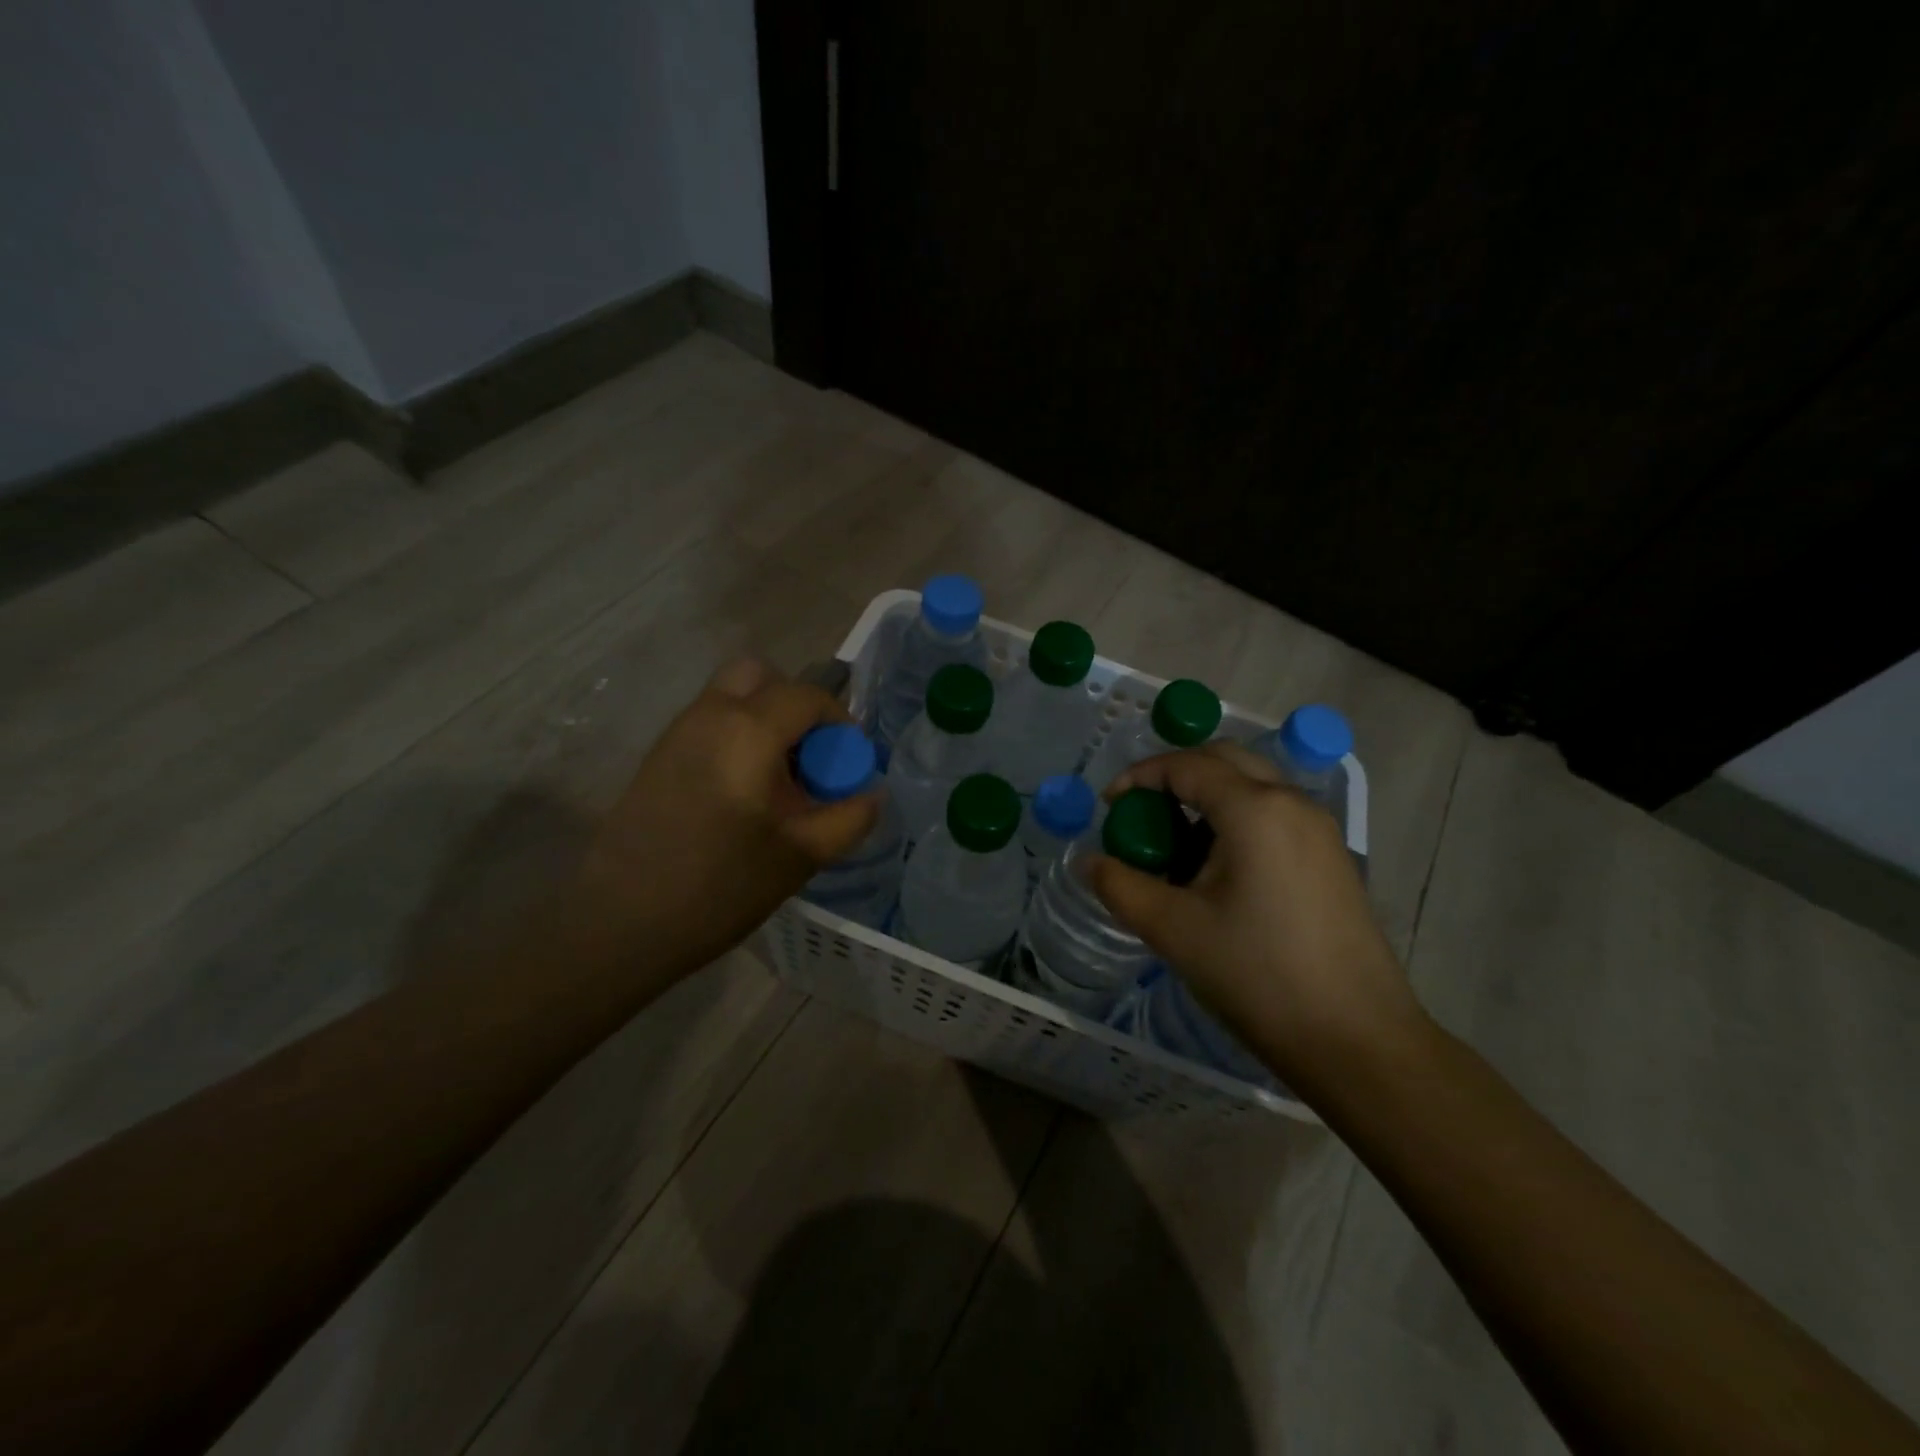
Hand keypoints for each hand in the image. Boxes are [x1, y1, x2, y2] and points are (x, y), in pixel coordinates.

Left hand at [560, 658, 880, 980]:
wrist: (621, 924)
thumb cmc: (719, 888)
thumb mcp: (802, 857)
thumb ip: (850, 818)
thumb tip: (872, 793)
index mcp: (748, 731)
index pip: (808, 696)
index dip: (839, 722)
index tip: (847, 764)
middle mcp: (709, 715)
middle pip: (762, 676)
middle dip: (796, 705)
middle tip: (808, 757)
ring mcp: (677, 732)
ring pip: (732, 697)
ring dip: (765, 720)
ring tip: (778, 782)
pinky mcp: (657, 756)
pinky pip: (709, 722)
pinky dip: (738, 736)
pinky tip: (742, 795)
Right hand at [1088, 742, 1423, 1091]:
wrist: (1357, 1041)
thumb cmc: (1258, 976)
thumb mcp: (1174, 930)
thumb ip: (1120, 886)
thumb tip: (1087, 862)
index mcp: (1255, 809)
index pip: (1186, 766)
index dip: (1139, 776)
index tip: (1109, 806)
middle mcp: (1292, 803)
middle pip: (1224, 760)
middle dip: (1175, 775)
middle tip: (1142, 813)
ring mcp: (1319, 828)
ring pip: (1252, 785)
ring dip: (1207, 797)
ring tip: (1175, 845)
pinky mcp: (1332, 857)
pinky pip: (1273, 814)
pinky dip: (1235, 819)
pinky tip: (1217, 869)